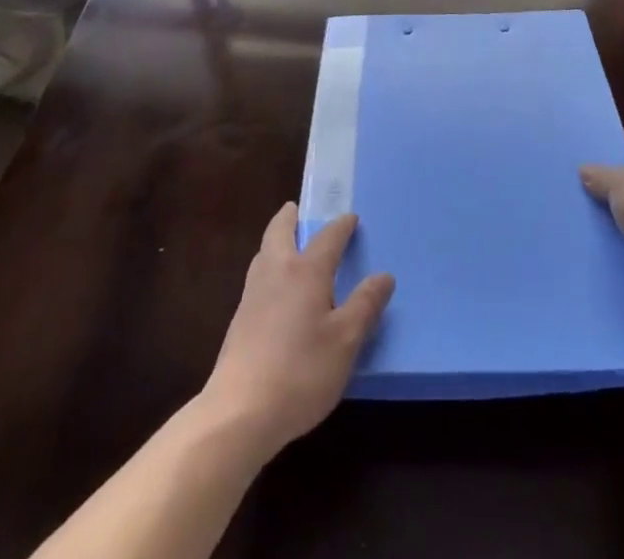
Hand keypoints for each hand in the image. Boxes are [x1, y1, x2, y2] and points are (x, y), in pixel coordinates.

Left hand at [199, 204, 393, 462]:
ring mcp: (253, 294)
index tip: (351, 218)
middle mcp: (276, 271)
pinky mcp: (239, 319)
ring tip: (288, 246)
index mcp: (305, 270)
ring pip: (264, 251)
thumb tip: (384, 275)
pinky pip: (258, 276)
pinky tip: (276, 290)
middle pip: (280, 230)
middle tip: (299, 210)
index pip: (327, 237)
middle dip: (291, 217)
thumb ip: (365, 305)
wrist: (239, 412)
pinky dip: (269, 267)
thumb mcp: (345, 342)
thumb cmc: (301, 372)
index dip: (341, 226)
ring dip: (276, 240)